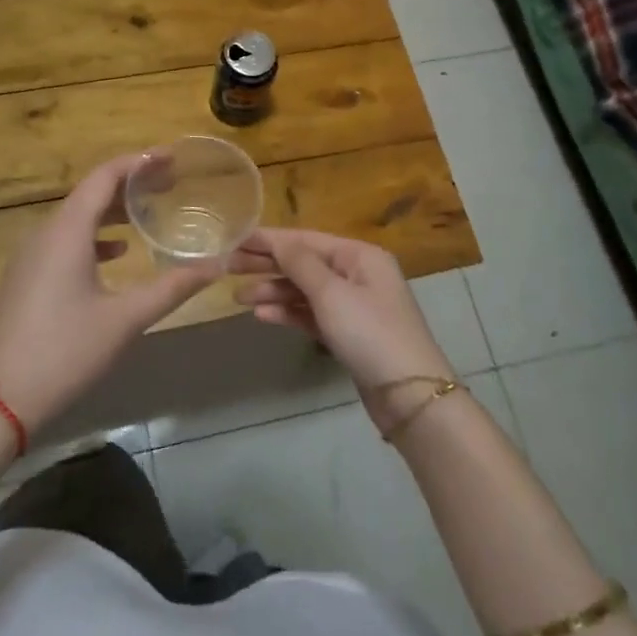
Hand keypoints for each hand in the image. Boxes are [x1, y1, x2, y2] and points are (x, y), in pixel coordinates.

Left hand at [0, 153, 218, 433]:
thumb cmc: (65, 350)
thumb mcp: (125, 318)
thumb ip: (173, 287)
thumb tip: (216, 266)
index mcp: (67, 231)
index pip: (105, 177)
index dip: (139, 162)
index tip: (172, 157)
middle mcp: (45, 232)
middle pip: (90, 193)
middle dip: (131, 184)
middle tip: (170, 183)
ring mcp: (31, 255)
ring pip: (77, 217)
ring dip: (113, 210)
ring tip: (150, 212)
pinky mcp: (26, 277)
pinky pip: (65, 239)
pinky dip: (95, 235)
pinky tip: (117, 252)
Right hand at [230, 228, 452, 407]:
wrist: (409, 396)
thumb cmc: (370, 333)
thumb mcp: (332, 293)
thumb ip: (300, 264)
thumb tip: (278, 240)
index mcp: (360, 255)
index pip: (306, 239)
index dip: (269, 239)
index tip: (234, 239)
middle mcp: (358, 274)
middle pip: (304, 263)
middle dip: (267, 265)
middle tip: (227, 267)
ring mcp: (354, 305)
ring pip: (305, 291)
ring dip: (273, 292)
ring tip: (238, 298)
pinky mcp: (348, 333)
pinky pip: (312, 314)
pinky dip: (288, 313)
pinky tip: (262, 316)